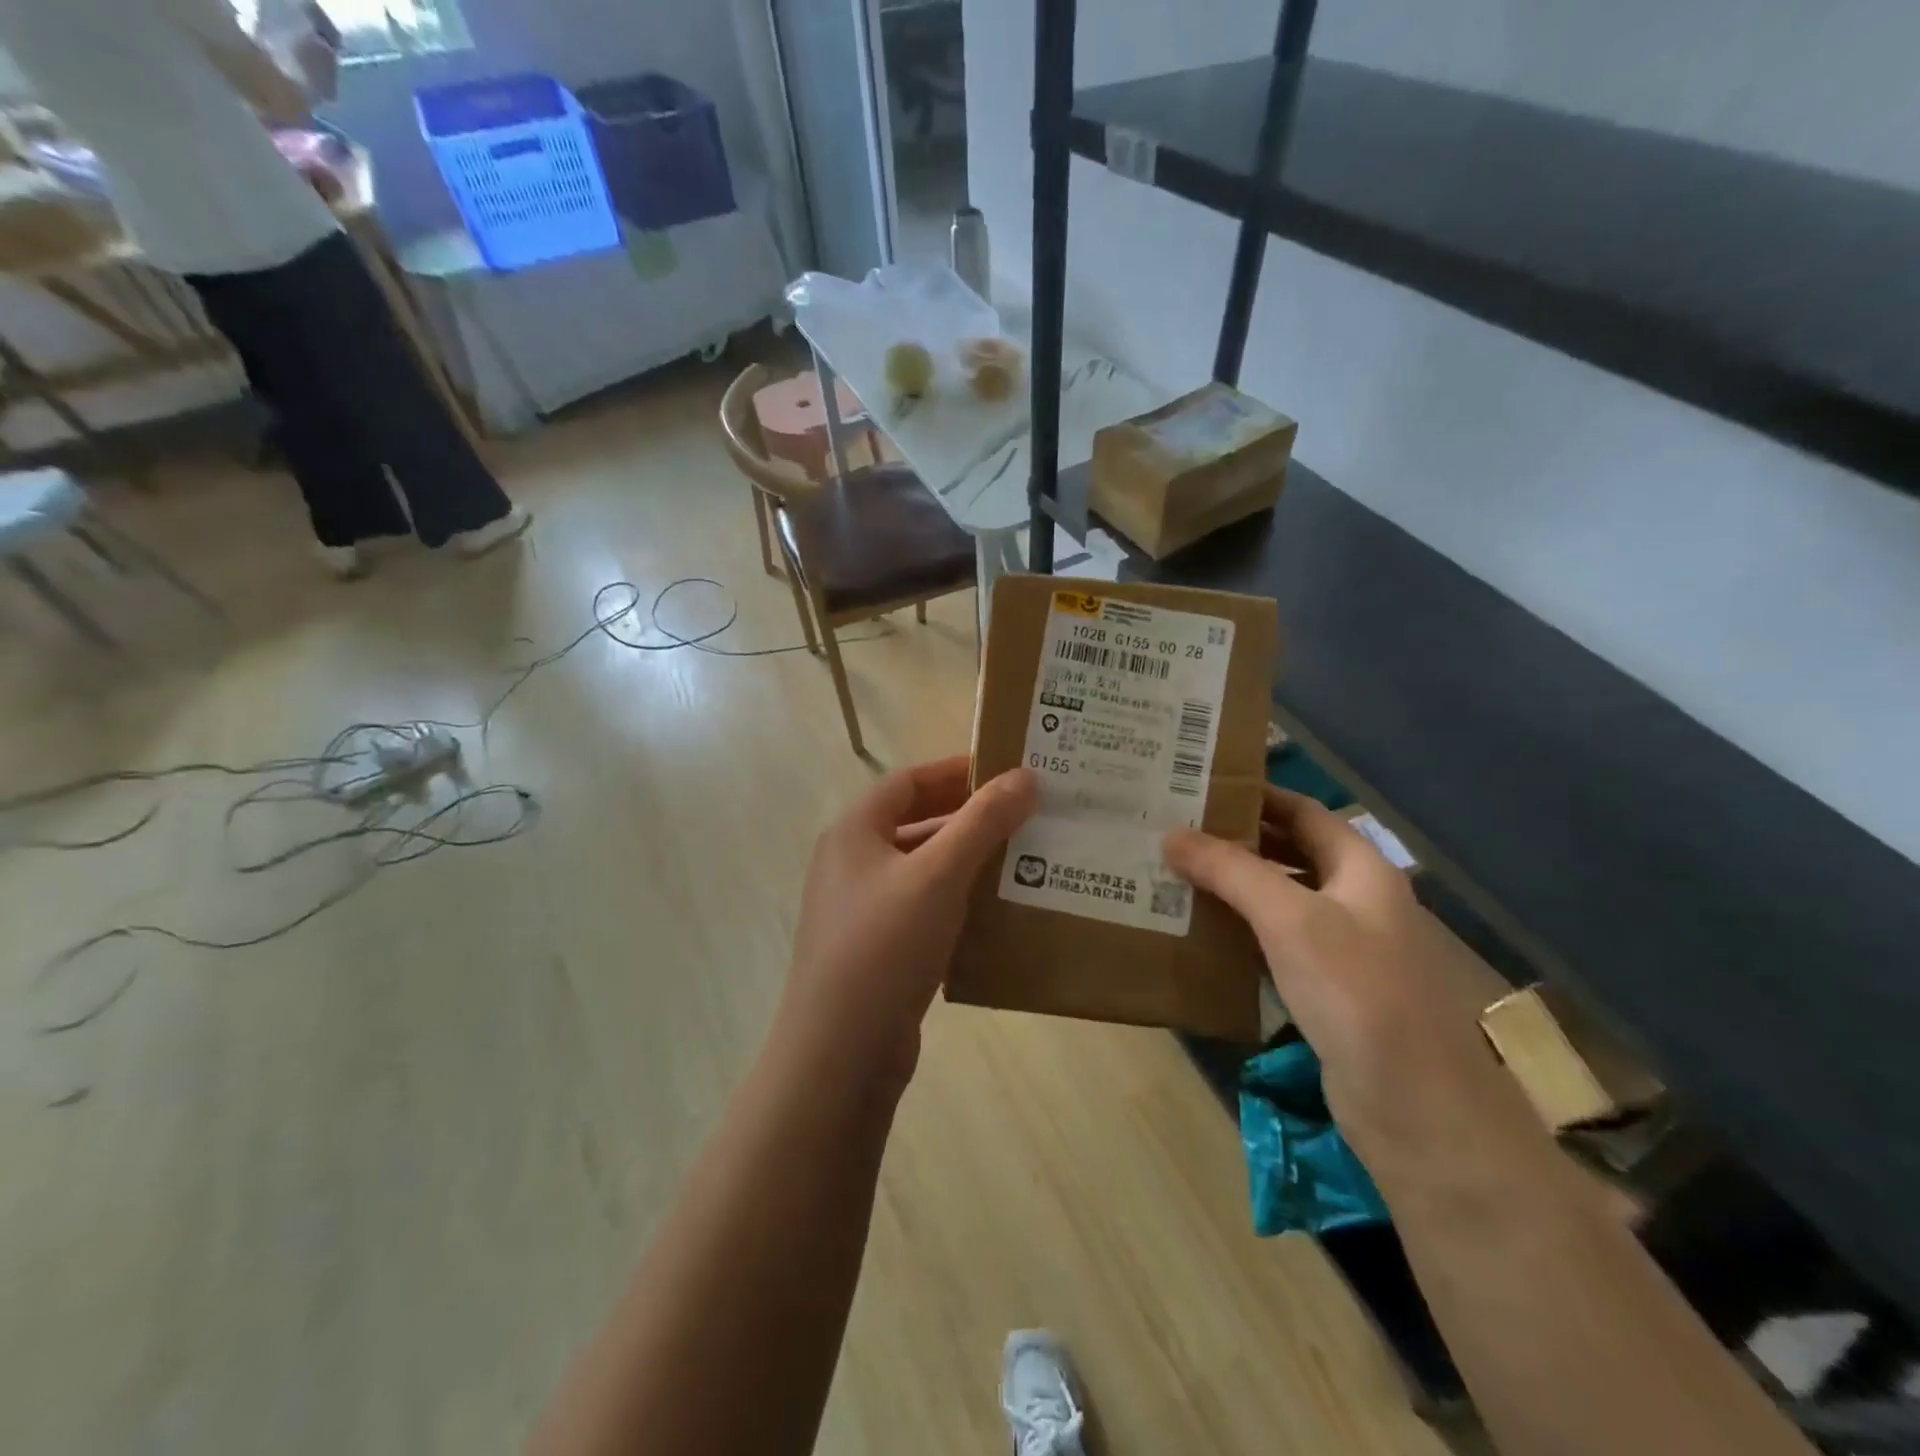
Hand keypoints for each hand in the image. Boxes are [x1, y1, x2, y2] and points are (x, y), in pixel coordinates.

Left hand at [783, 757, 1036, 1079]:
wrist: (841, 1051)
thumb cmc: (886, 945)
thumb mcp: (939, 874)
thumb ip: (982, 822)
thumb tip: (1025, 776)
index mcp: (854, 832)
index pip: (909, 780)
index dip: (957, 771)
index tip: (1007, 771)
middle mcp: (851, 862)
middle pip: (915, 822)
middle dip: (968, 816)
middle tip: (1023, 814)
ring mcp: (860, 908)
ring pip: (921, 868)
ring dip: (966, 860)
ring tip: (1021, 858)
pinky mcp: (875, 948)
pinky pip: (921, 908)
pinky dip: (955, 900)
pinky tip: (995, 910)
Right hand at [1165, 788, 1542, 1178]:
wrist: (1413, 1105)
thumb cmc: (1356, 990)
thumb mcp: (1288, 918)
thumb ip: (1230, 870)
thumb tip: (1171, 833)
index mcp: (1361, 869)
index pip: (1304, 811)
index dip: (1257, 795)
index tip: (1200, 788)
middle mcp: (1356, 900)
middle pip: (1292, 853)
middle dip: (1238, 841)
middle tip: (1176, 831)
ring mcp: (1345, 947)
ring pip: (1282, 900)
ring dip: (1235, 887)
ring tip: (1177, 874)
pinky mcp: (1328, 989)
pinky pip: (1278, 943)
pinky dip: (1243, 930)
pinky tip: (1203, 931)